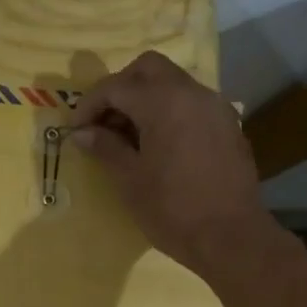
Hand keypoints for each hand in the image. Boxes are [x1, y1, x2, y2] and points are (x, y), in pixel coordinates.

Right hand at [67, 51, 272, 278]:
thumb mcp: (130, 180)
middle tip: (103, 122)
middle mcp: (192, 93)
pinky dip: (169, 112)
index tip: (76, 130)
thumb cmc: (172, 210)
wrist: (230, 237)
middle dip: (120, 88)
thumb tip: (82, 133)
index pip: (116, 86)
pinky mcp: (228, 126)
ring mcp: (215, 107)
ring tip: (129, 136)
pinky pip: (192, 104)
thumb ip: (105, 148)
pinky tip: (160, 145)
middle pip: (148, 69)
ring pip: (173, 84)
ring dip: (146, 99)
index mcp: (164, 102)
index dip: (89, 105)